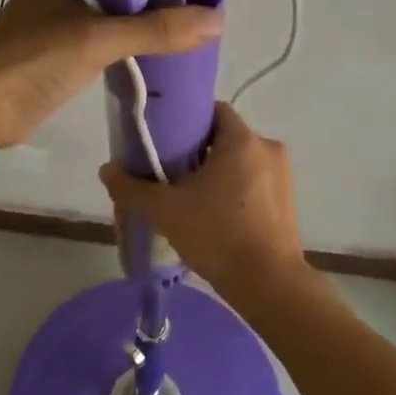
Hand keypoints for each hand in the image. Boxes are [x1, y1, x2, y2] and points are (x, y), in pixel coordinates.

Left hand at [0, 0, 222, 151]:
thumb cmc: (32, 60)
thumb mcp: (97, 39)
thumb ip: (156, 30)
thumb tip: (218, 20)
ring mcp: (61, 22)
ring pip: (114, 12)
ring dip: (146, 17)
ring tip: (194, 15)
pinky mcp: (63, 54)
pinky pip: (107, 40)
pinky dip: (131, 42)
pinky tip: (161, 45)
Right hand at [99, 102, 305, 295]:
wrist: (268, 284)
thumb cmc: (217, 234)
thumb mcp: (165, 211)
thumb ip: (132, 188)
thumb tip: (107, 170)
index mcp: (242, 140)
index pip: (213, 110)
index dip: (186, 120)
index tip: (165, 139)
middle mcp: (268, 149)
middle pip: (225, 137)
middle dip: (198, 151)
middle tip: (170, 172)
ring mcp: (283, 176)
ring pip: (240, 162)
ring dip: (217, 174)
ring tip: (190, 197)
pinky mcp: (289, 202)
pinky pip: (255, 184)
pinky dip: (235, 192)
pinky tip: (215, 216)